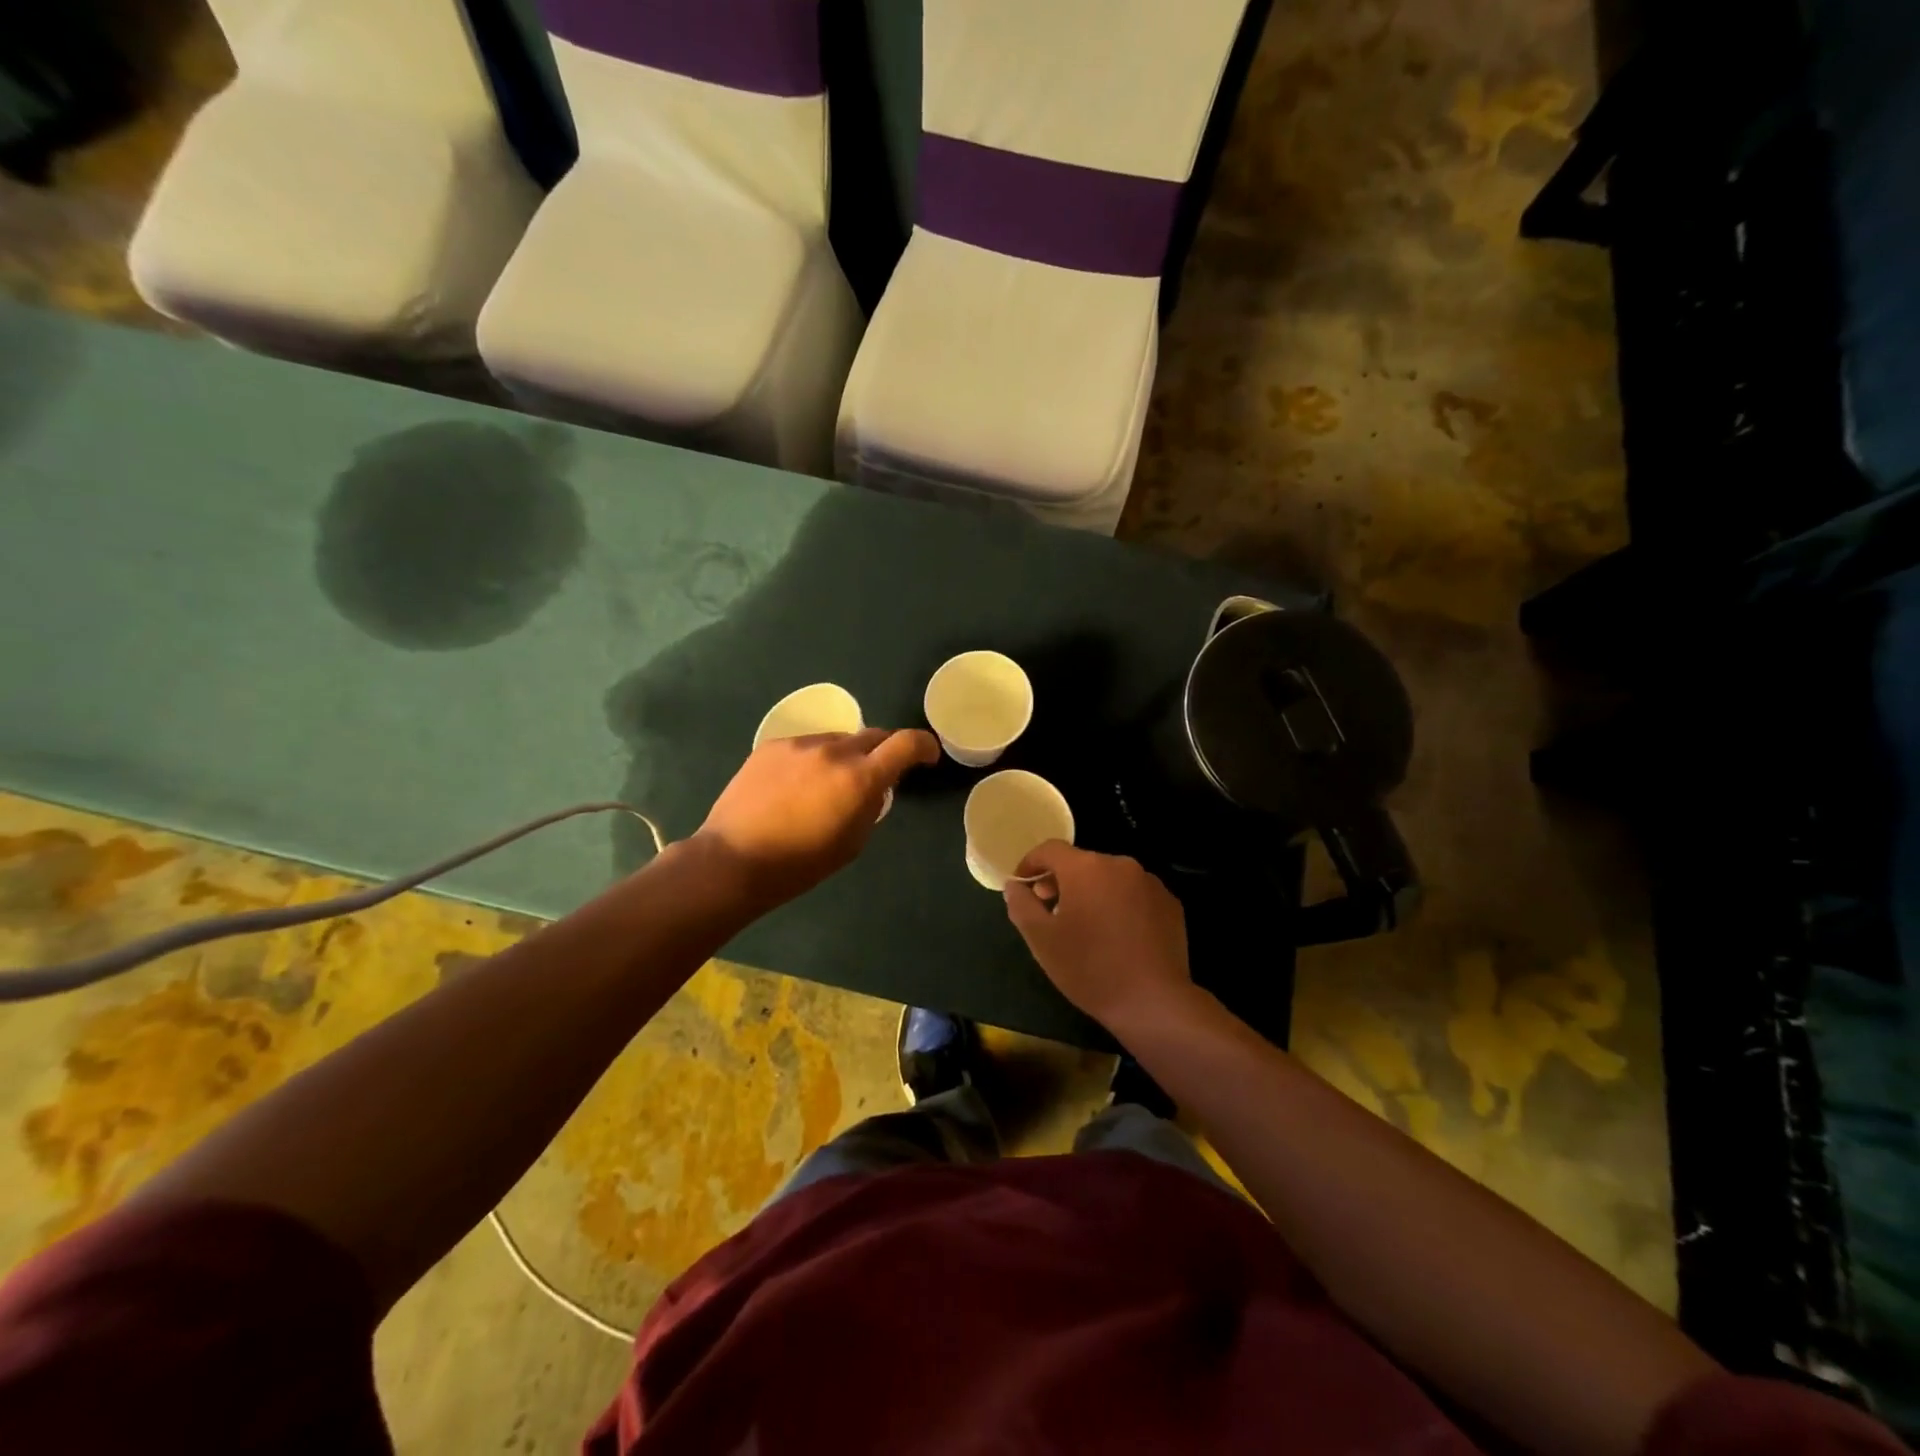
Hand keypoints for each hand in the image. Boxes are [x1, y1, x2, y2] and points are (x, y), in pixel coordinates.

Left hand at [695, 728, 937, 909]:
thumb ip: (871, 807)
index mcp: (860, 778)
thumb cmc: (800, 864)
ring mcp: (800, 745)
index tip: (927, 756)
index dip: (924, 746)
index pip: (906, 744)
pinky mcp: (772, 746)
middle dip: (884, 752)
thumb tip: (873, 788)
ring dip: (845, 756)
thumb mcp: (852, 843)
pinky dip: (813, 760)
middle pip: (874, 736)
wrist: (733, 859)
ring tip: (827, 785)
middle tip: (876, 775)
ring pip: (837, 740)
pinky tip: (795, 786)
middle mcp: (834, 751)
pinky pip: (806, 745)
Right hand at [1003, 842, 1195, 1035]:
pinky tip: (1118, 936)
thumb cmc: (1089, 968)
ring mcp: (1150, 883)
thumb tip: (1015, 885)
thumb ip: (1021, 905)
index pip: (1050, 849)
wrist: (1153, 1002)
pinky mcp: (1170, 903)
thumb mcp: (1041, 940)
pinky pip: (1134, 894)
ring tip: (1086, 927)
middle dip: (1061, 882)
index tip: (1023, 886)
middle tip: (1050, 912)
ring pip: (1109, 879)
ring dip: (1092, 893)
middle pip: (1081, 863)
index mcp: (1086, 868)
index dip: (1031, 864)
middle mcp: (1120, 864)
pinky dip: (1120, 905)